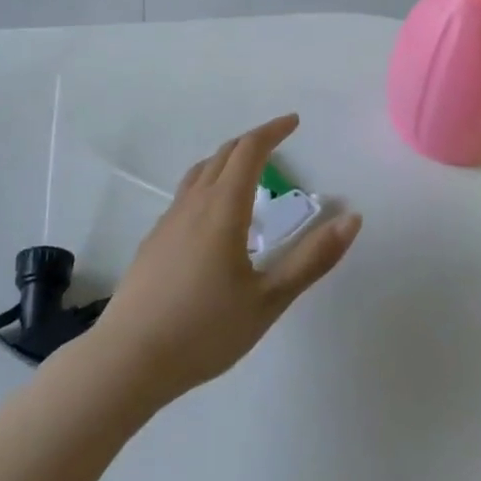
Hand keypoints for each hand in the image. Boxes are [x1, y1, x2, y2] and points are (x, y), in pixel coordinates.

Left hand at [93, 115, 361, 408]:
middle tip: (278, 141)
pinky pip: (187, 193)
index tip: (294, 121)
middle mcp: (194, 203)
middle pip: (224, 154)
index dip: (273, 131)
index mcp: (223, 208)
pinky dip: (209, 183)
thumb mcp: (268, 300)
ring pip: (201, 171)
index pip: (249, 151)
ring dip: (228, 159)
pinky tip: (214, 217)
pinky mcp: (155, 239)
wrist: (129, 358)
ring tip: (248, 171)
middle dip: (253, 141)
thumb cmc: (205, 330)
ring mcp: (169, 220)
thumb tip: (352, 218)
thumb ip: (311, 259)